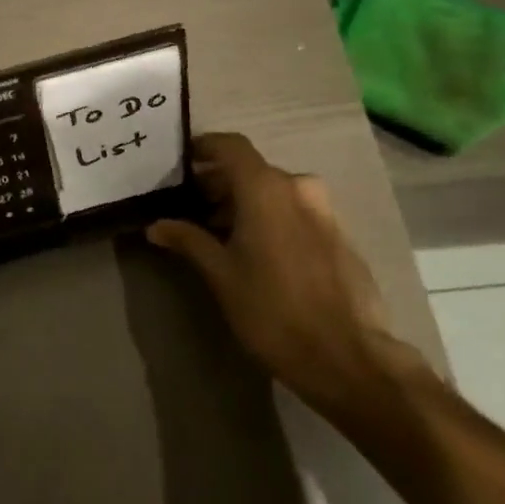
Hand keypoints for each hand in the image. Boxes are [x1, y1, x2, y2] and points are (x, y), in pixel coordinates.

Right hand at [146, 133, 430, 427]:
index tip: (181, 162)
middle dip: (220, 184)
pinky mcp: (339, 235)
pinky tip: (257, 252)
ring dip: (246, 204)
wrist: (347, 357)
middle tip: (192, 208)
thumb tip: (157, 225)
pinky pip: (296, 212)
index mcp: (266, 188)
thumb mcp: (221, 275)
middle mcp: (298, 187)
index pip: (231, 146)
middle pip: (251, 170)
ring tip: (220, 235)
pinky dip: (271, 219)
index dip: (204, 148)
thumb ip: (188, 240)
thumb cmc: (272, 311)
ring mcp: (324, 211)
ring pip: (275, 192)